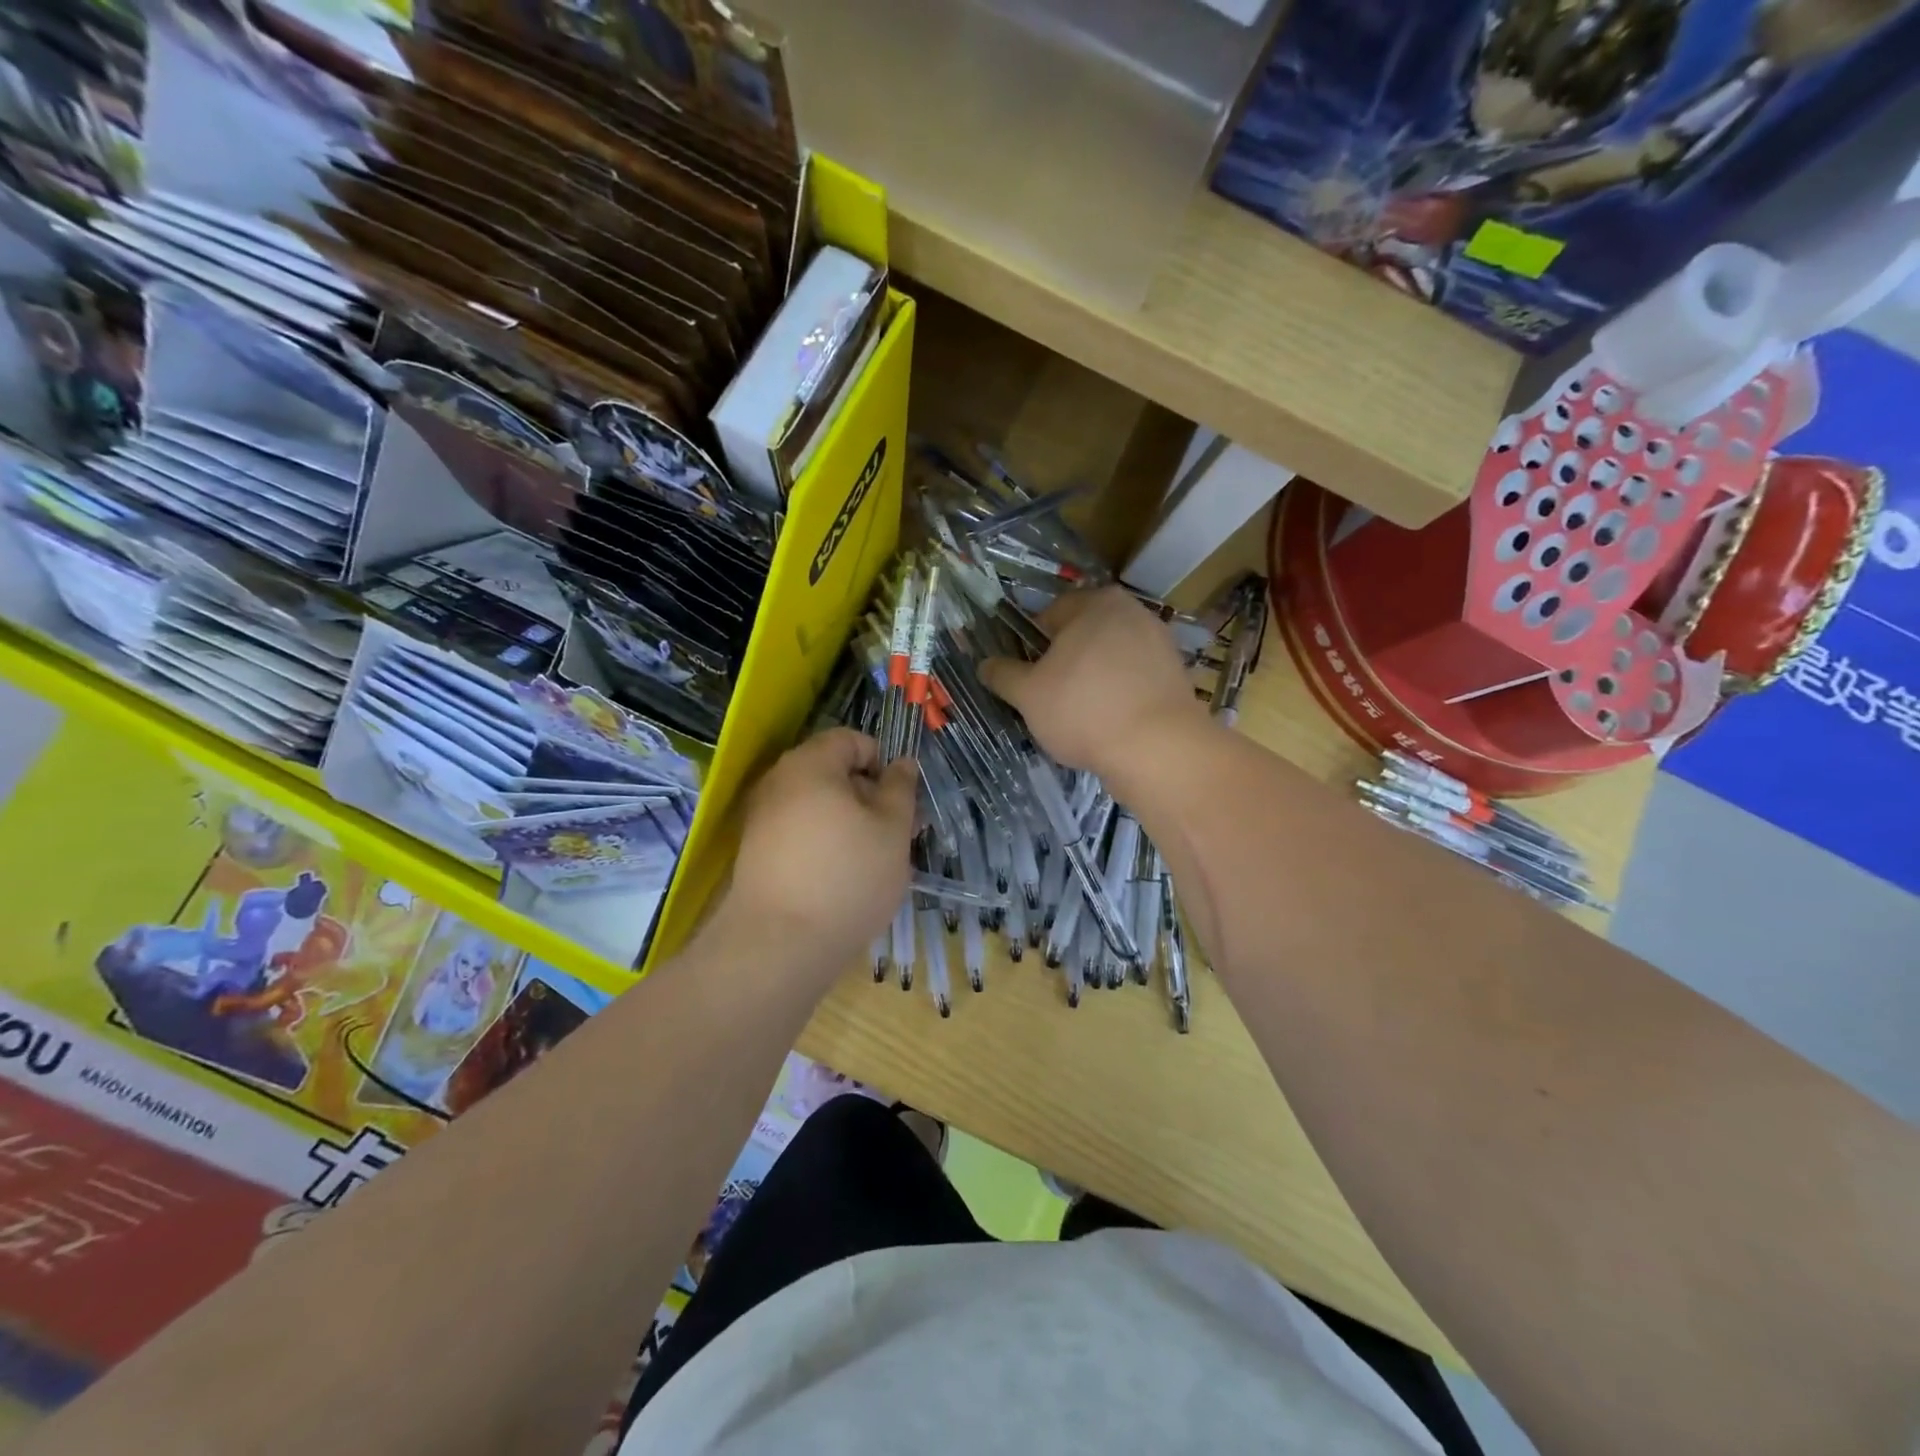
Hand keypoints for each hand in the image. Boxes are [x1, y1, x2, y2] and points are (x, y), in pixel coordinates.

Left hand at [728, 729, 916, 962]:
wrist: (778, 945)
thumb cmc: (847, 877)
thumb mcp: (892, 831)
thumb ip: (900, 789)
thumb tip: (901, 762)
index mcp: (811, 764)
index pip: (850, 740)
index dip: (881, 762)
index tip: (899, 801)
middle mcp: (778, 781)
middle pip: (831, 771)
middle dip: (866, 795)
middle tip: (892, 834)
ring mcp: (760, 818)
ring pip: (815, 804)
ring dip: (846, 822)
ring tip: (868, 861)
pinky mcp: (754, 852)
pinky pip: (797, 832)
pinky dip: (821, 844)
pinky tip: (837, 879)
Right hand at [978, 587, 1209, 787]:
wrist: (1158, 749)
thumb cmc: (1084, 710)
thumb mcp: (1028, 695)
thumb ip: (1003, 675)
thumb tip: (984, 665)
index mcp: (1094, 602)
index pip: (1048, 616)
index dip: (1031, 648)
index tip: (1027, 680)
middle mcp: (1131, 611)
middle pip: (1081, 637)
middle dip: (1064, 664)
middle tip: (1050, 700)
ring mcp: (1160, 642)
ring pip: (1109, 659)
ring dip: (1092, 681)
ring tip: (1081, 717)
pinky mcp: (1176, 675)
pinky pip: (1133, 680)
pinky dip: (1119, 695)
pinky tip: (1111, 724)